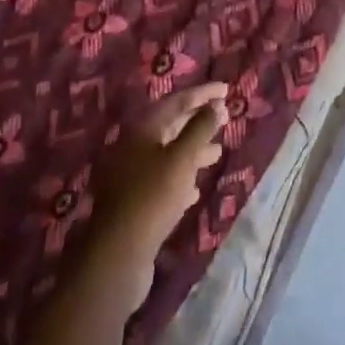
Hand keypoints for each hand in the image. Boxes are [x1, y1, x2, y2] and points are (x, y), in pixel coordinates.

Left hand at [88, 82, 227, 308]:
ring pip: (167, 154)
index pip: (177, 101)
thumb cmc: (153, 196)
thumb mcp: (182, 158)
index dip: (203, 94)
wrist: (117, 255)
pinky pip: (161, 180)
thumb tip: (217, 105)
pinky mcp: (132, 202)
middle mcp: (133, 147)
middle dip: (198, 121)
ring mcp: (130, 176)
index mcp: (142, 129)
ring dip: (193, 151)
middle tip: (224, 117)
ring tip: (218, 152)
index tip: (227, 90)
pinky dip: (181, 178)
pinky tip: (195, 189)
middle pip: (170, 126)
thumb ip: (201, 129)